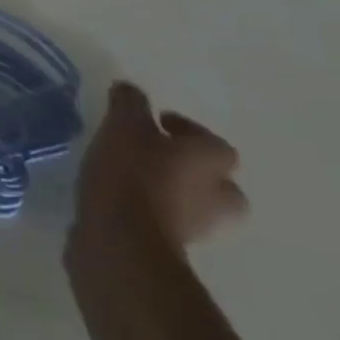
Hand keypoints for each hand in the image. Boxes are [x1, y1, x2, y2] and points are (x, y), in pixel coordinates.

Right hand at [71, 81, 246, 255]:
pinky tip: (119, 196)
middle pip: (220, 184)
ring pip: (194, 206)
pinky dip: (149, 210)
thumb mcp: (123, 123)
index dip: (189, 131)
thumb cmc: (132, 173)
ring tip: (132, 175)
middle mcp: (212, 196)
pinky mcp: (168, 247)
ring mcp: (195, 228)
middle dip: (195, 171)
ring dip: (171, 192)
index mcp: (208, 162)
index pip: (217, 145)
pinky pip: (165, 222)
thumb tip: (130, 92)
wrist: (122, 240)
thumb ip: (129, 102)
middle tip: (159, 156)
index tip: (157, 123)